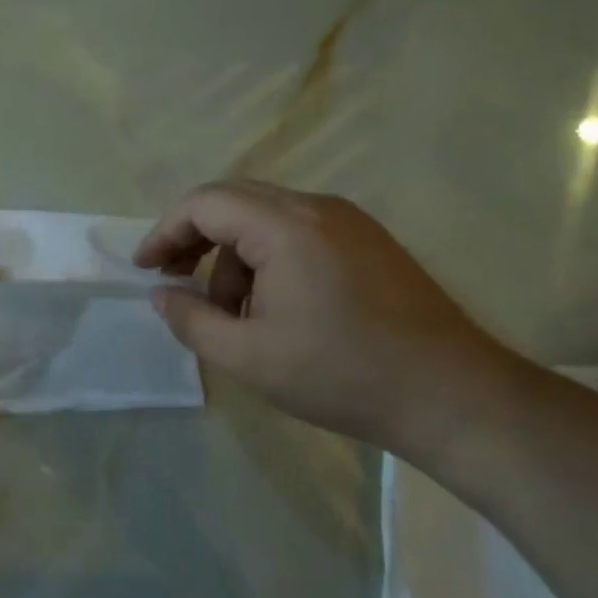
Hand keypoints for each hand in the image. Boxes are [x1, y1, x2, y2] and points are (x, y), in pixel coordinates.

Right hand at [134, 181, 510, 452]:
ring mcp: (350, 223)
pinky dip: (267, 260)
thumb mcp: (247, 356)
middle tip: (175, 281)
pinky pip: (298, 233)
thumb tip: (161, 295)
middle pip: (234, 201)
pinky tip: (273, 308)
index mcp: (286, 227)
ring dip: (233, 257)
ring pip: (265, 219)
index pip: (205, 203)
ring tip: (232, 315)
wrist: (452, 396)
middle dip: (195, 239)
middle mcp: (317, 209)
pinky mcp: (369, 243)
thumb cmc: (340, 374)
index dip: (165, 232)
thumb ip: (191, 320)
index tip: (145, 270)